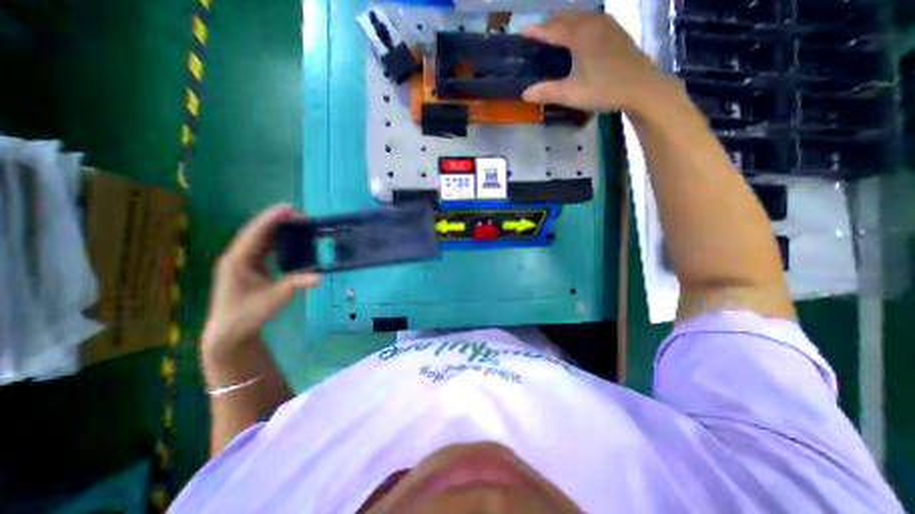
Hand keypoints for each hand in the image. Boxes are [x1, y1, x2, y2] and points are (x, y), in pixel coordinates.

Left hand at [201, 205, 319, 360]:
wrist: (230, 331)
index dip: (271, 219)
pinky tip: (288, 239)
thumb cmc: (248, 314)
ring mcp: (241, 261)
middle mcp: (237, 256)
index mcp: (238, 260)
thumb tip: (320, 276)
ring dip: (276, 229)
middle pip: (256, 232)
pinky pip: (263, 247)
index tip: (289, 208)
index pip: (255, 234)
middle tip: (300, 215)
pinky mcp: (248, 267)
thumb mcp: (274, 298)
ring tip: (296, 222)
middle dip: (276, 221)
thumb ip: (296, 284)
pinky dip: (276, 240)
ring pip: (259, 238)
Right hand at [526, 13, 669, 113]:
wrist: (641, 87)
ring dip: (564, 21)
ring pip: (580, 15)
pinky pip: (591, 19)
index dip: (537, 31)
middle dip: (549, 23)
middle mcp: (592, 23)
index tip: (523, 32)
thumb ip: (546, 92)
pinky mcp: (616, 31)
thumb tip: (524, 94)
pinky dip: (578, 23)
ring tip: (554, 31)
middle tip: (536, 33)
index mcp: (580, 36)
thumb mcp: (571, 94)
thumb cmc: (603, 89)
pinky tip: (577, 33)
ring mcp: (607, 24)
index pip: (553, 29)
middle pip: (566, 16)